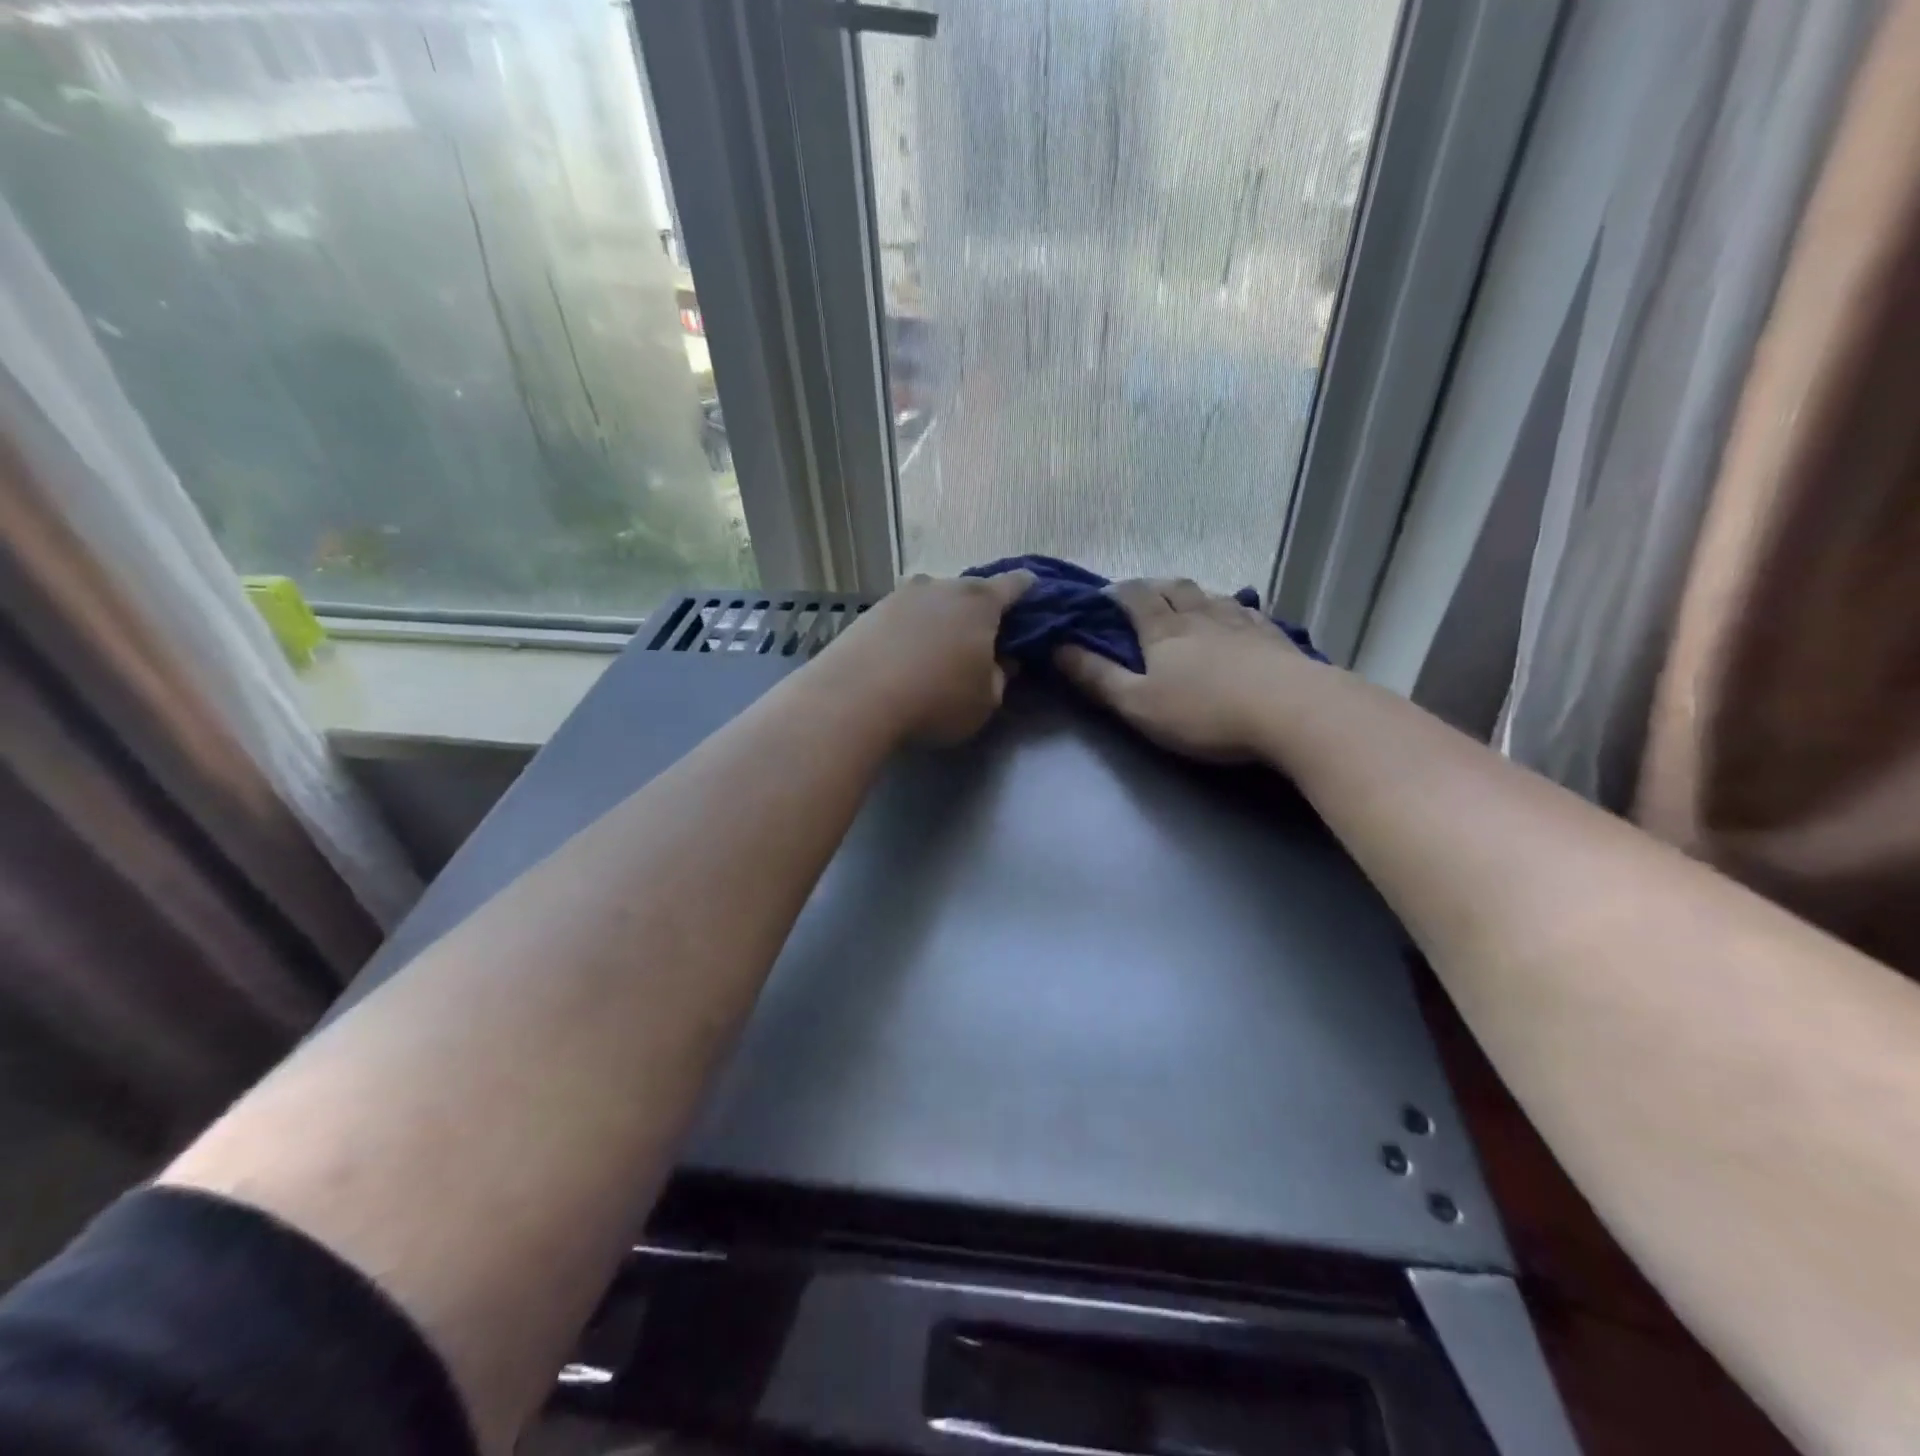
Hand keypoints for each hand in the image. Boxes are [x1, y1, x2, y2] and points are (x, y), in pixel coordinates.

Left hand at [816, 571, 1034, 744]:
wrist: (855, 698)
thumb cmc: (937, 699)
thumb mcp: (986, 701)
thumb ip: (1000, 677)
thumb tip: (1002, 661)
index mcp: (980, 601)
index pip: (1015, 584)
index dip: (1028, 590)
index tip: (1033, 596)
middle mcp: (942, 586)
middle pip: (970, 591)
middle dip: (979, 610)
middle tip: (982, 638)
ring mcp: (901, 595)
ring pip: (933, 602)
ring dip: (941, 620)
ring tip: (939, 649)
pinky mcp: (869, 612)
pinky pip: (903, 617)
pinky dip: (911, 631)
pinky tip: (906, 656)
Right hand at [1055, 578, 1316, 762]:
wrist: (1292, 712)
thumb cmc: (1204, 712)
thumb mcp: (1138, 704)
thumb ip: (1097, 677)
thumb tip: (1058, 648)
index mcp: (1164, 630)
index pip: (1135, 597)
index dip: (1117, 593)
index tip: (1104, 596)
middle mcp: (1201, 615)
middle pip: (1175, 587)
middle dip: (1155, 587)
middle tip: (1143, 596)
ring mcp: (1242, 623)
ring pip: (1212, 596)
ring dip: (1193, 595)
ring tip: (1186, 604)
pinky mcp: (1275, 637)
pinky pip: (1248, 612)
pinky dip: (1232, 609)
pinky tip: (1237, 618)